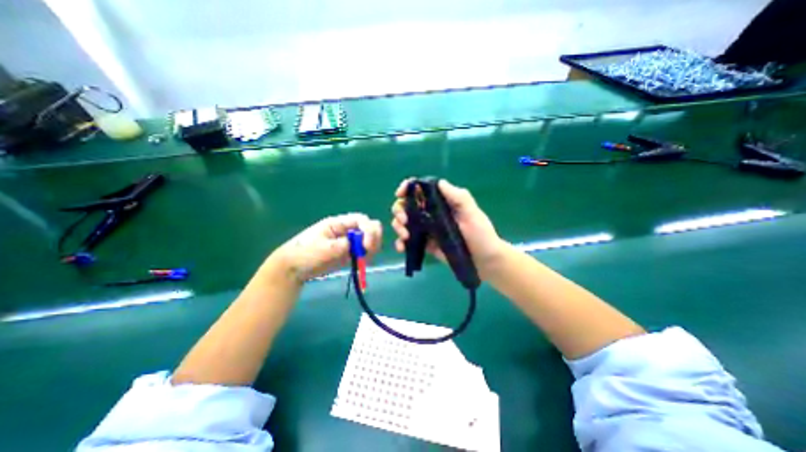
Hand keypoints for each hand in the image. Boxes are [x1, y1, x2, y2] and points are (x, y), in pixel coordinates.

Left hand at [267, 213, 381, 284]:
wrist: (294, 269)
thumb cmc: (303, 254)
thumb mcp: (321, 249)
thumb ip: (340, 245)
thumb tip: (355, 245)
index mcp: (338, 223)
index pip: (361, 220)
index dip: (368, 230)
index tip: (367, 245)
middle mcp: (347, 230)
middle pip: (369, 228)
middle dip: (373, 238)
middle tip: (368, 251)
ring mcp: (349, 242)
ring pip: (369, 240)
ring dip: (372, 248)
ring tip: (363, 259)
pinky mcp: (349, 253)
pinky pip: (364, 252)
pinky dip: (367, 256)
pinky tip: (361, 263)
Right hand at [388, 178, 502, 279]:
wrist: (484, 260)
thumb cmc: (481, 234)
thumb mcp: (472, 213)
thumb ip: (458, 197)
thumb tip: (439, 182)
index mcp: (441, 202)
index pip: (421, 190)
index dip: (408, 188)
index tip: (400, 194)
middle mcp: (431, 213)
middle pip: (407, 205)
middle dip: (399, 210)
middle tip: (404, 220)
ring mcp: (427, 229)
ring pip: (404, 222)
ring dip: (398, 226)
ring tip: (405, 236)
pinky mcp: (425, 244)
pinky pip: (408, 241)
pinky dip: (401, 243)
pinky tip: (401, 247)